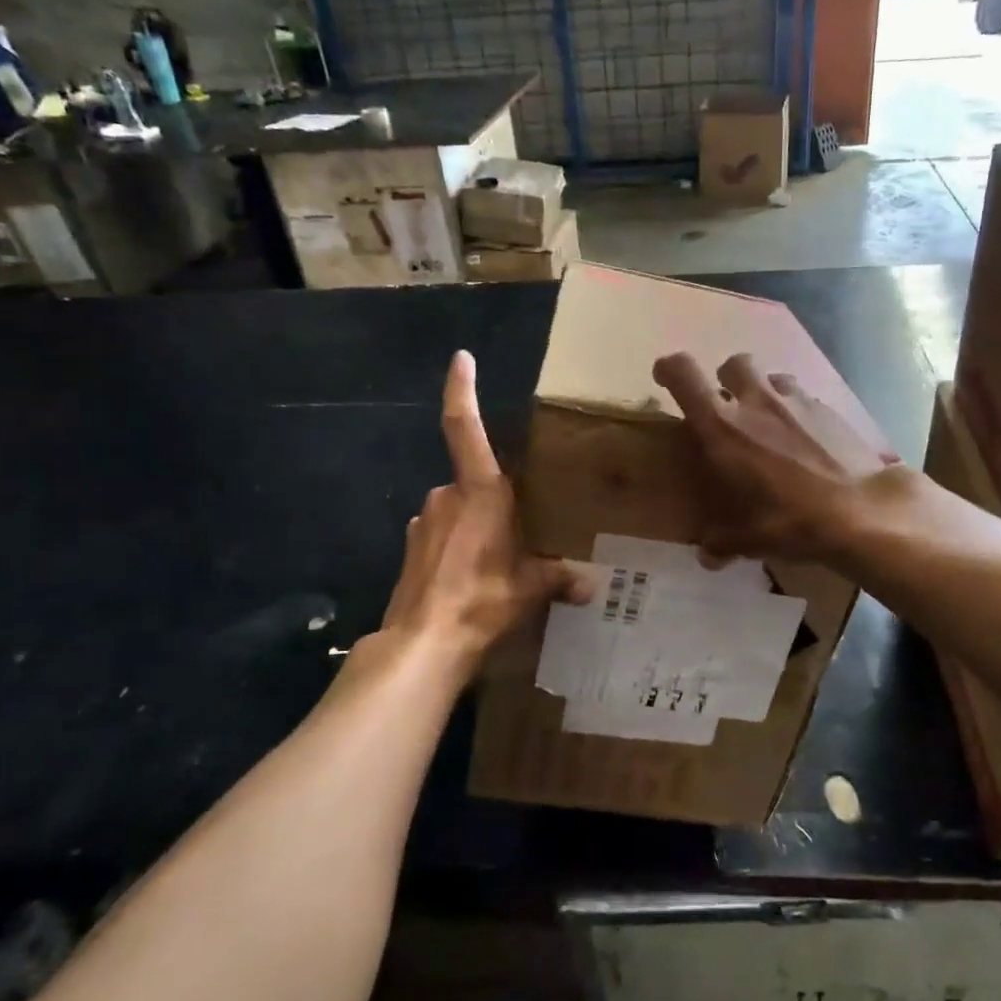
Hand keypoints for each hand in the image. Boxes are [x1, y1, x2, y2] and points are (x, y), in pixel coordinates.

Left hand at [380, 351, 588, 666]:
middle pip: (474, 482)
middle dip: (494, 502)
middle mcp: (446, 496)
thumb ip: (558, 579)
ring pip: (457, 510)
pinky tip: (470, 577)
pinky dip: (457, 546)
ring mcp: (423, 520)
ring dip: (476, 526)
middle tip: (519, 534)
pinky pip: (441, 533)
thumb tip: (589, 585)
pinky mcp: (411, 546)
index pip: (466, 428)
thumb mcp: (530, 589)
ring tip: (497, 563)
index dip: (462, 390)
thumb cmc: (482, 601)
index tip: (461, 357)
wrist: (423, 643)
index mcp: (480, 492)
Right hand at [652, 352, 904, 560]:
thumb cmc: (792, 520)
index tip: (665, 378)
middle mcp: (756, 402)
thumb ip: (722, 541)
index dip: (669, 368)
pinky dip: (797, 411)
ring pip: (773, 377)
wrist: (863, 511)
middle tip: (729, 406)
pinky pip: (804, 398)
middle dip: (726, 378)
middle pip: (733, 363)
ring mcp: (797, 400)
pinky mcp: (829, 409)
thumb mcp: (750, 539)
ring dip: (765, 393)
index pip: (683, 374)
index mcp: (723, 426)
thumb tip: (708, 556)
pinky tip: (807, 441)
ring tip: (771, 423)